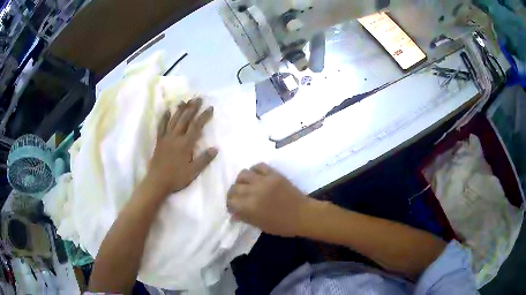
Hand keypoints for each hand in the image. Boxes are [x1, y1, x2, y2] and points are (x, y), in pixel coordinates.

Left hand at [146, 97, 217, 195]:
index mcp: (186, 144)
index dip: (204, 116)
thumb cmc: (177, 178)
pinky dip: (164, 117)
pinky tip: (167, 110)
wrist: (157, 182)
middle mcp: (176, 137)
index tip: (210, 108)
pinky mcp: (159, 141)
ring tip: (185, 100)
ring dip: (180, 109)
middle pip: (185, 119)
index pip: (196, 126)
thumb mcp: (193, 171)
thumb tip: (215, 148)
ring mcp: (166, 138)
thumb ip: (204, 159)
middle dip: (192, 108)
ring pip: (174, 120)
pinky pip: (161, 126)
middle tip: (198, 98)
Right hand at [227, 163, 309, 236]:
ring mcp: (264, 180)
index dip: (230, 205)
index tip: (233, 208)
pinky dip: (254, 170)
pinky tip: (256, 177)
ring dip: (241, 181)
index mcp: (250, 207)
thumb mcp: (261, 225)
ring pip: (243, 174)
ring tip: (245, 186)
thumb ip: (245, 217)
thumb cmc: (282, 225)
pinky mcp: (274, 174)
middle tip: (238, 198)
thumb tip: (233, 214)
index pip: (231, 201)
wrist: (303, 215)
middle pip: (234, 187)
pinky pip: (259, 166)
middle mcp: (254, 191)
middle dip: (233, 194)